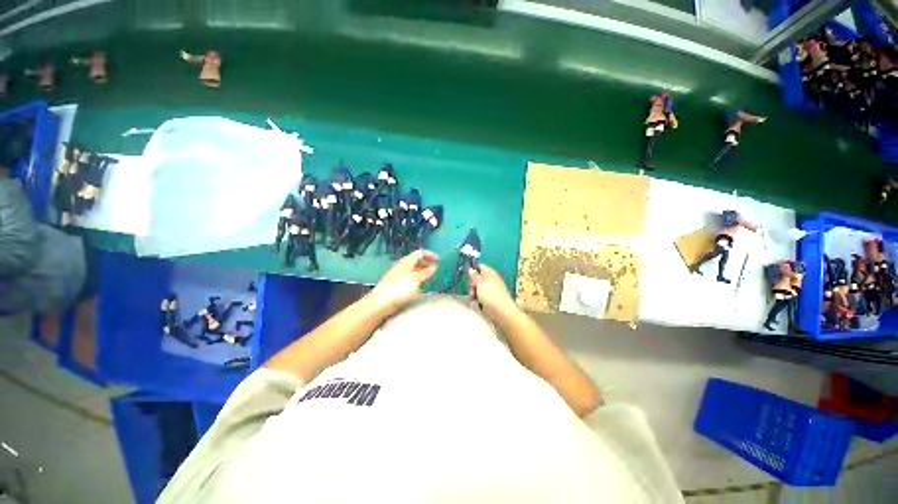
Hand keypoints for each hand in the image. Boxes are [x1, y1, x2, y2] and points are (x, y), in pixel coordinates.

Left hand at [367, 250, 437, 314]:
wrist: (381, 302)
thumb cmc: (400, 288)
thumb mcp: (416, 279)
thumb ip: (425, 272)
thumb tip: (434, 267)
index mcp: (406, 262)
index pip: (419, 253)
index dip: (429, 254)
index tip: (438, 259)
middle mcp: (402, 266)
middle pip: (416, 260)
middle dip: (426, 262)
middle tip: (435, 268)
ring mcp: (398, 275)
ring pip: (413, 269)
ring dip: (422, 270)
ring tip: (430, 275)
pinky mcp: (396, 284)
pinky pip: (409, 276)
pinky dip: (417, 277)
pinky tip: (420, 283)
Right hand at [468, 264, 516, 320]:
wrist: (502, 312)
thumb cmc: (490, 295)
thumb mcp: (479, 283)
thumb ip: (474, 275)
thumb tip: (471, 269)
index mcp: (490, 272)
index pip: (480, 266)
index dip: (473, 270)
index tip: (467, 277)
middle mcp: (492, 279)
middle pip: (478, 278)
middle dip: (472, 284)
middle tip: (471, 290)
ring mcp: (492, 289)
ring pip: (479, 288)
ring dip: (474, 292)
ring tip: (473, 298)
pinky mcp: (492, 299)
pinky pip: (482, 296)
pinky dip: (479, 299)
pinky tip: (477, 303)